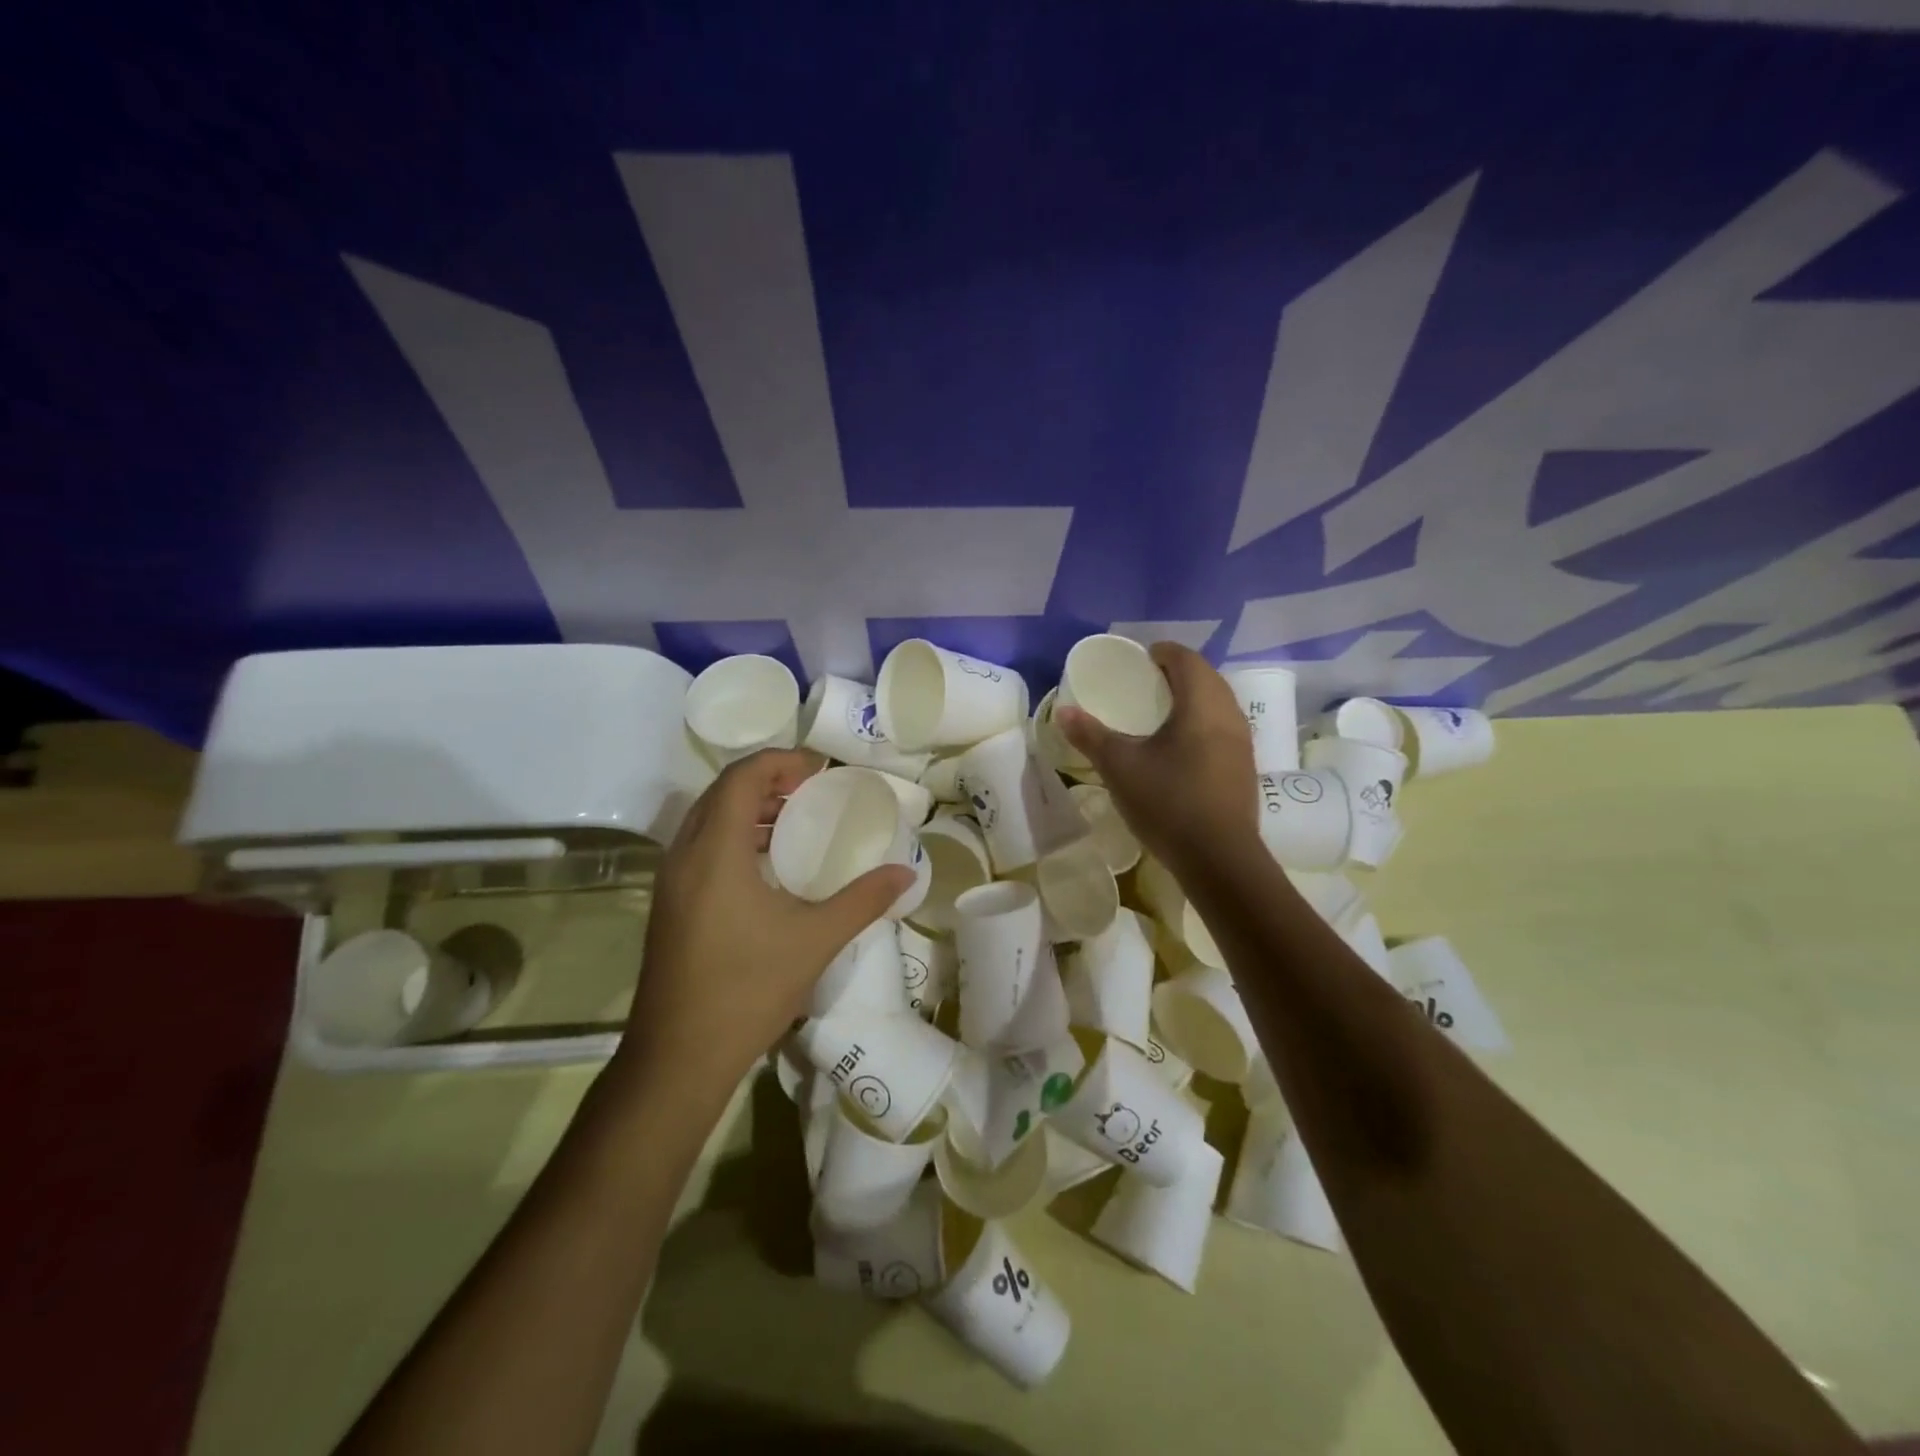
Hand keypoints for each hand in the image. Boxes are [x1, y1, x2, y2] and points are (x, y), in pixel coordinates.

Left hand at [619, 749, 912, 1095]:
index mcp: (715, 851)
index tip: (821, 769)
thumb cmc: (748, 990)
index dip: (782, 762)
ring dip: (751, 809)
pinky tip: (769, 866)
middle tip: (813, 791)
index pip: (742, 777)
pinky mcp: (669, 906)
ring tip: (796, 822)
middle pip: (722, 792)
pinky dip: (735, 837)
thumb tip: (906, 874)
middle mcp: (684, 856)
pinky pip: (701, 848)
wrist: (678, 1059)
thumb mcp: (816, 940)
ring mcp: (671, 882)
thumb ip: (863, 900)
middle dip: (768, 781)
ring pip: (708, 820)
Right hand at [1056, 642, 1259, 873]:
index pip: (1186, 659)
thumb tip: (1063, 712)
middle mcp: (1229, 714)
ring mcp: (1243, 742)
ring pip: (1218, 703)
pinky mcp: (1245, 767)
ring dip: (1192, 699)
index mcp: (1201, 704)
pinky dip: (1202, 723)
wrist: (1220, 859)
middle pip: (1206, 677)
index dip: (1163, 653)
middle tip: (1146, 684)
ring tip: (1161, 714)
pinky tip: (1181, 748)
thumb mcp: (1120, 767)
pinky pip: (1223, 728)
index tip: (1140, 659)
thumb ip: (1091, 736)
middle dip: (1178, 673)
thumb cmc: (1168, 802)